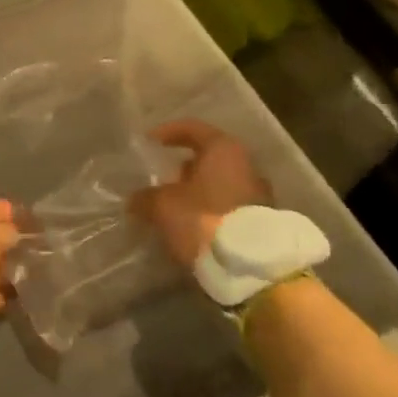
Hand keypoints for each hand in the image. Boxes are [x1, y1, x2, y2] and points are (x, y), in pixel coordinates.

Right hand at [132, 119, 271, 267]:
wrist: (251, 268)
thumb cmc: (204, 219)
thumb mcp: (162, 206)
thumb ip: (146, 198)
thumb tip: (136, 200)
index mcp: (223, 150)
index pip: (192, 128)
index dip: (167, 133)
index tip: (149, 143)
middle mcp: (246, 166)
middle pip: (209, 158)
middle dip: (183, 169)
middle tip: (160, 181)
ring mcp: (258, 195)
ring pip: (219, 185)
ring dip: (196, 193)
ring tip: (172, 209)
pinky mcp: (261, 223)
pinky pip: (228, 208)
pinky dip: (209, 212)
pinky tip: (190, 228)